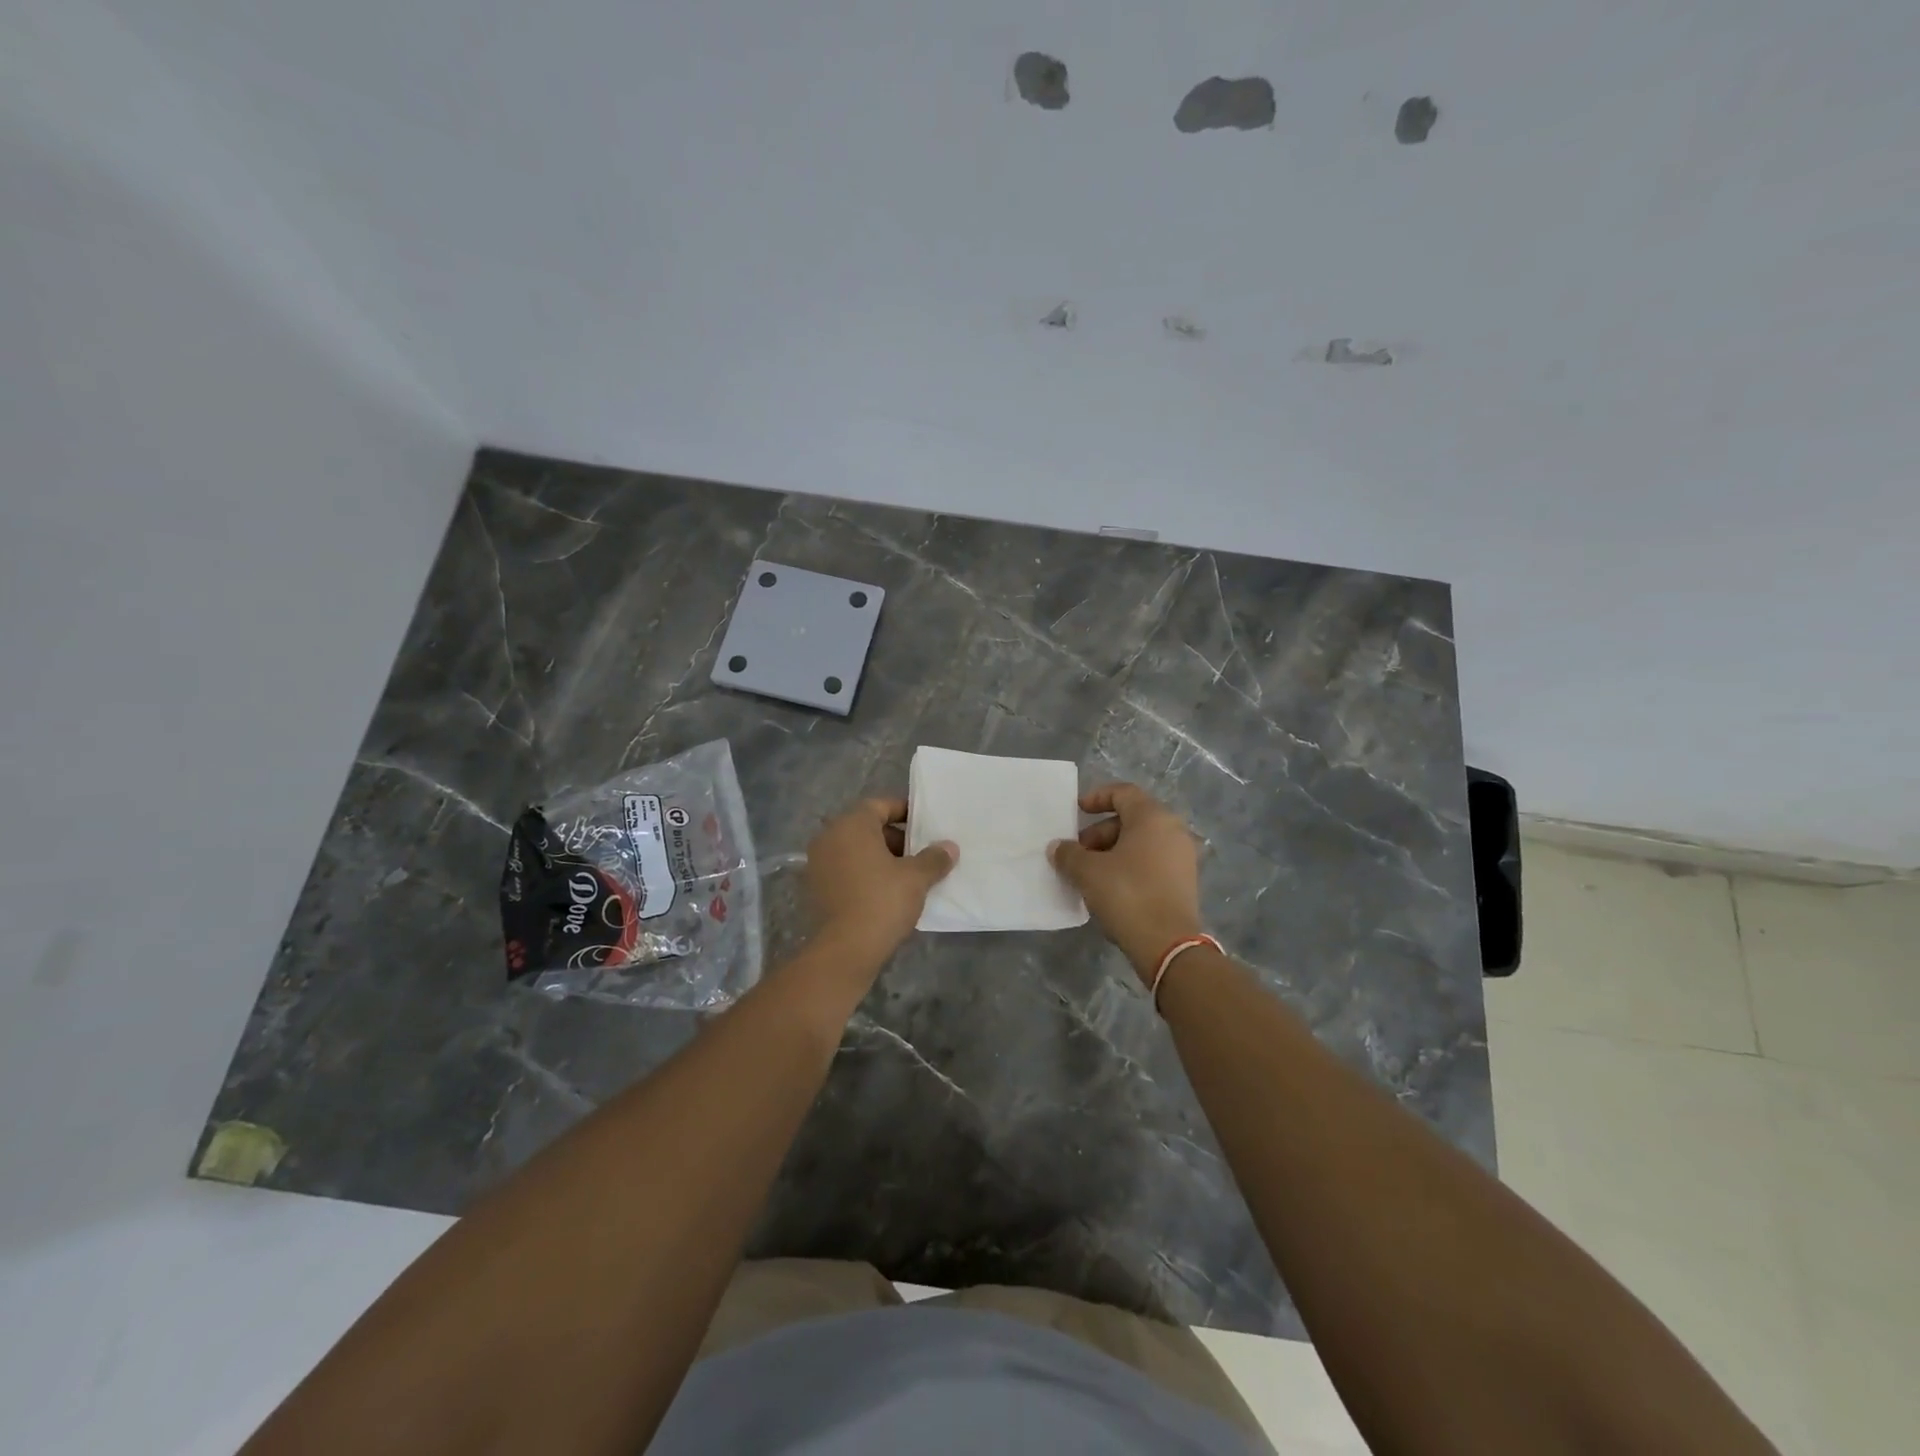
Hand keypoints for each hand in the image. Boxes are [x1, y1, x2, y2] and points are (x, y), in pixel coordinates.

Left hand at [805, 798, 956, 965]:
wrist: (844, 950)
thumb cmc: (881, 902)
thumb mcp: (916, 878)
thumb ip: (934, 858)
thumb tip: (949, 847)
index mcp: (851, 825)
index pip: (880, 805)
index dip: (905, 812)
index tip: (925, 825)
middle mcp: (829, 837)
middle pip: (866, 828)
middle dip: (895, 839)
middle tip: (920, 854)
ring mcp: (817, 864)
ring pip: (855, 851)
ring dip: (880, 858)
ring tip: (907, 876)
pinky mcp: (815, 889)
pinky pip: (845, 871)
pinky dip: (864, 875)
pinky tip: (886, 894)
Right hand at [1049, 783, 1203, 982]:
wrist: (1168, 945)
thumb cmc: (1127, 895)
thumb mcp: (1088, 872)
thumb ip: (1069, 854)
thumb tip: (1058, 847)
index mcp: (1153, 818)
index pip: (1123, 793)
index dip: (1096, 797)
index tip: (1076, 811)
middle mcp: (1173, 830)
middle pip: (1130, 819)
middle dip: (1099, 833)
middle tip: (1077, 853)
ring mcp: (1182, 857)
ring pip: (1140, 843)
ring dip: (1112, 852)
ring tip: (1088, 874)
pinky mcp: (1184, 882)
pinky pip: (1151, 862)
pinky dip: (1129, 866)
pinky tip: (1109, 889)